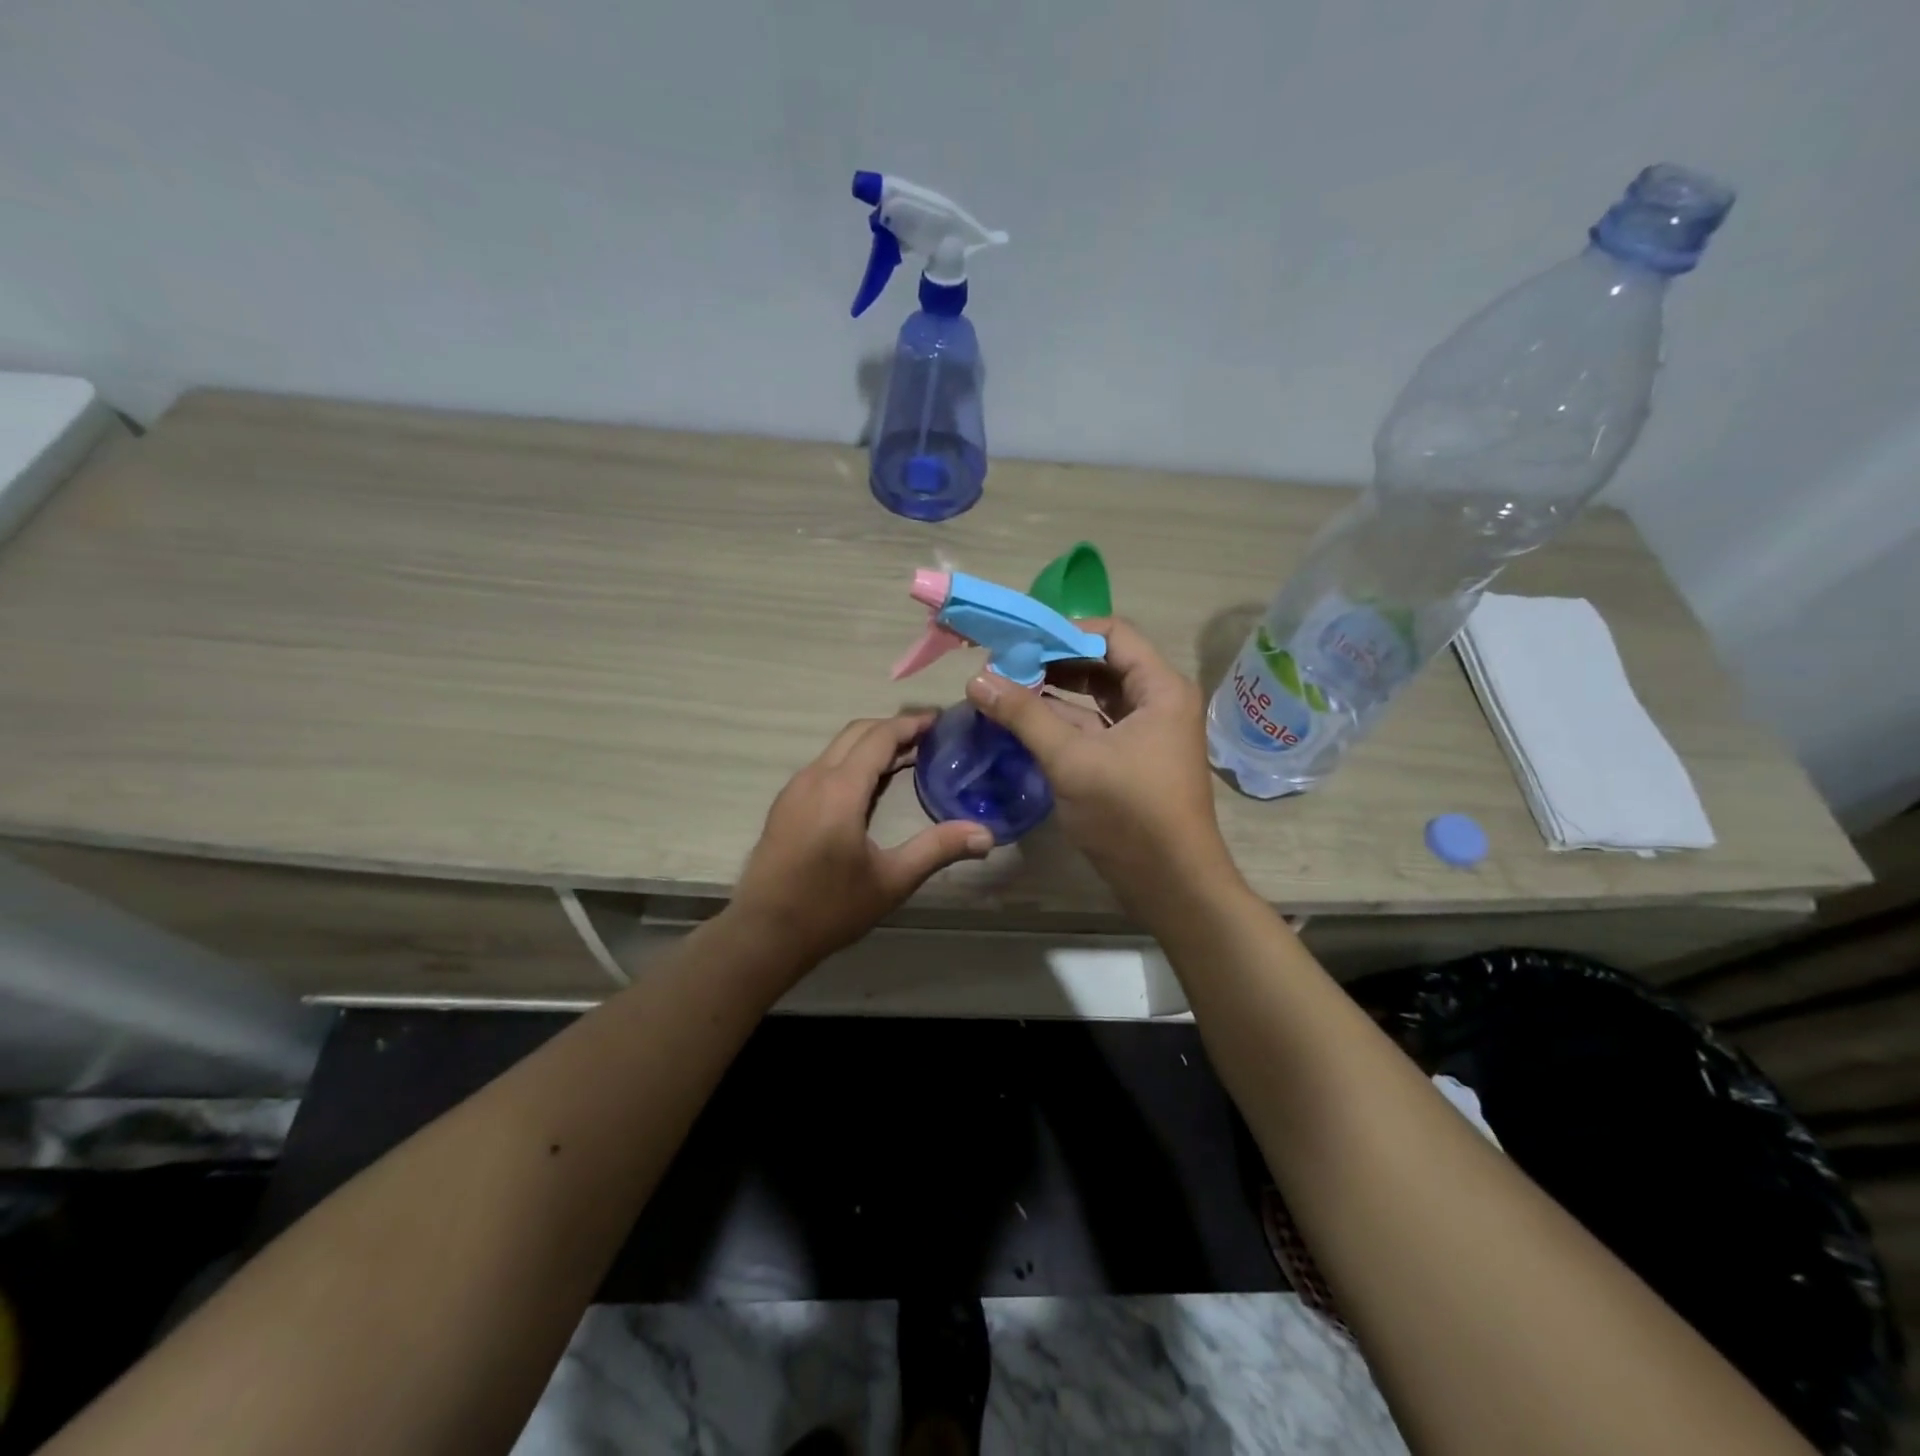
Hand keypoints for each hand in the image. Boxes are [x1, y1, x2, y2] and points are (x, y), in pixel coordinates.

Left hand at [728, 712, 993, 969]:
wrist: (762, 935)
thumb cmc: (829, 908)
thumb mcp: (891, 881)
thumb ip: (937, 849)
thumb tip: (987, 835)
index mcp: (840, 789)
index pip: (880, 736)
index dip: (911, 724)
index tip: (942, 721)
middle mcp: (814, 778)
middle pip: (857, 732)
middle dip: (894, 728)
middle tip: (931, 737)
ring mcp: (795, 790)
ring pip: (837, 748)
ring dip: (872, 744)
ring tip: (909, 757)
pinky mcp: (786, 805)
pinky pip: (824, 766)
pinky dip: (853, 761)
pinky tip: (871, 786)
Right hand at [965, 618, 1236, 912]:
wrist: (1172, 884)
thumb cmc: (1129, 814)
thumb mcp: (1072, 760)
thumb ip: (1024, 715)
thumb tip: (977, 679)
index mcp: (1161, 688)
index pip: (1111, 634)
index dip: (1063, 632)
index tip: (1018, 640)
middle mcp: (1159, 701)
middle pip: (1103, 662)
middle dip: (1053, 661)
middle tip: (1005, 663)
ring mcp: (1147, 732)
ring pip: (1096, 695)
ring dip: (1055, 690)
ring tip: (1007, 687)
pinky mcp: (1133, 758)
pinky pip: (1095, 725)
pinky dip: (1063, 720)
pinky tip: (1025, 719)